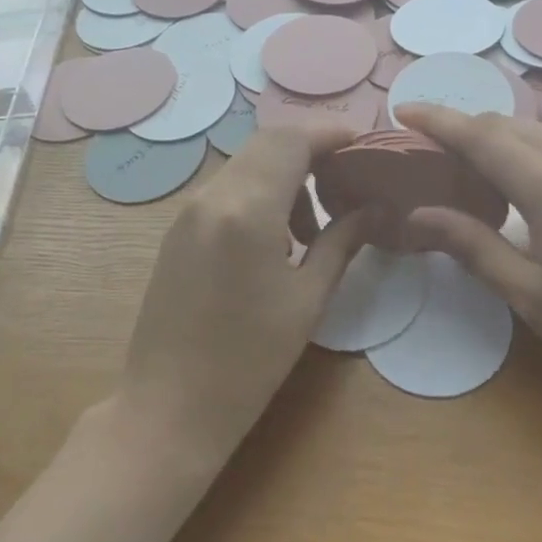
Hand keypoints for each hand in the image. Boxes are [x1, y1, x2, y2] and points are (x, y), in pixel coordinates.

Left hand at [116, 126, 369, 471]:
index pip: (292, 141)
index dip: (331, 134)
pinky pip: (227, 188)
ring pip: (246, 164)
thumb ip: (342, 242)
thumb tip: (374, 208)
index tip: (363, 146)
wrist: (168, 407)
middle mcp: (213, 196)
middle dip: (310, 151)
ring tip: (312, 228)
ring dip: (284, 174)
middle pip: (268, 143)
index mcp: (247, 209)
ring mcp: (189, 210)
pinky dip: (259, 192)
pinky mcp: (178, 229)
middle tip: (346, 182)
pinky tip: (276, 240)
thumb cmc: (248, 361)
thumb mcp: (307, 300)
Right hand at [397, 105, 541, 402]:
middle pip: (504, 124)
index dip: (437, 120)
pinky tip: (510, 181)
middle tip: (423, 152)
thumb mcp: (530, 294)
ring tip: (460, 165)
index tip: (401, 111)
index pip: (479, 135)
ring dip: (490, 136)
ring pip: (530, 130)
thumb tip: (418, 215)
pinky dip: (518, 148)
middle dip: (459, 127)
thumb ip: (472, 246)